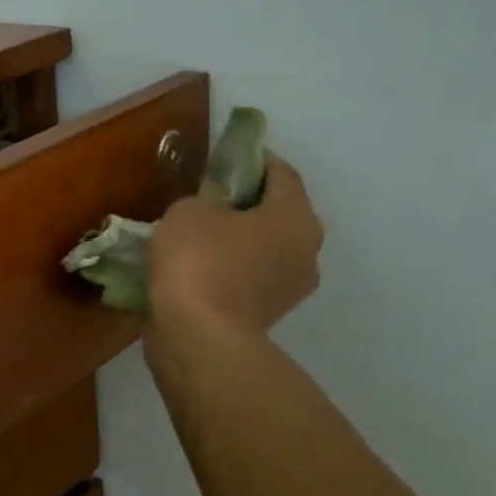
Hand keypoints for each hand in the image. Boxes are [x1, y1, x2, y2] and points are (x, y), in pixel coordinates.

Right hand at [146, 153, 324, 340]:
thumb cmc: (199, 261)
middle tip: (208, 196)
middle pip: (278, 211)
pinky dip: (231, 267)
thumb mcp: (189, 211)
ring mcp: (291, 287)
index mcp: (296, 216)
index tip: (224, 156)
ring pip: (265, 246)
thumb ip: (205, 198)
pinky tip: (198, 266)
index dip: (253, 158)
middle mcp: (306, 249)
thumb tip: (214, 205)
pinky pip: (251, 275)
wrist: (199, 339)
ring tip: (198, 234)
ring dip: (238, 237)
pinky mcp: (269, 314)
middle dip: (246, 201)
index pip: (281, 173)